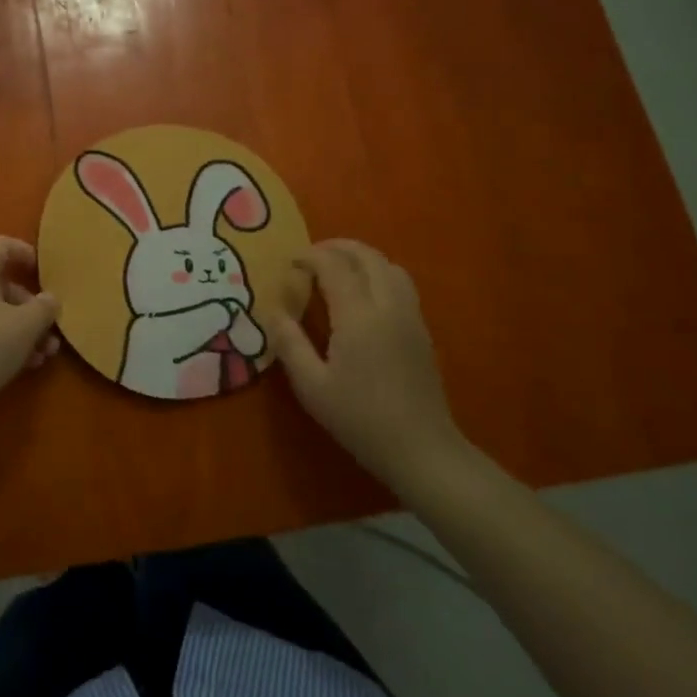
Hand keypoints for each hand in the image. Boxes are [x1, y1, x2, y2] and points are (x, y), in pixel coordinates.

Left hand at [0, 236, 60, 419]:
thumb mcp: (25, 326)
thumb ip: (43, 308)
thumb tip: (49, 299)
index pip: (1, 244)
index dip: (25, 253)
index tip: (45, 273)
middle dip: (29, 306)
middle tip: (50, 328)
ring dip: (20, 327)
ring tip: (44, 354)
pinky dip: (0, 339)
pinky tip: (23, 365)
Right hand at [264, 240, 467, 490]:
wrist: (421, 448)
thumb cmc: (360, 418)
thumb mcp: (312, 386)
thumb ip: (290, 344)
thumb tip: (274, 312)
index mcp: (358, 315)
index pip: (334, 265)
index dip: (310, 256)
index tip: (290, 264)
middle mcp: (387, 305)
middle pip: (366, 256)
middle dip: (336, 247)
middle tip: (311, 257)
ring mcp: (410, 315)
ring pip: (388, 265)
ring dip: (361, 257)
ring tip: (337, 270)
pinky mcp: (421, 329)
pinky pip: (401, 283)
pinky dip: (378, 273)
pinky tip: (363, 296)